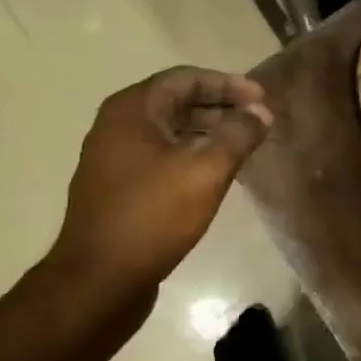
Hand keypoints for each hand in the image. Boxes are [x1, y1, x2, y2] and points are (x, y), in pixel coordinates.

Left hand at [47, 67, 272, 303]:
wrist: (98, 282)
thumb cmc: (151, 217)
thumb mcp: (204, 171)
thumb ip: (237, 135)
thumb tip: (260, 112)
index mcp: (131, 110)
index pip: (186, 78)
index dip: (228, 84)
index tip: (262, 99)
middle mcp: (117, 126)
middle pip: (177, 102)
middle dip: (221, 107)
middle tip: (259, 120)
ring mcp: (115, 159)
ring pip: (170, 131)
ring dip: (209, 132)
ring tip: (245, 145)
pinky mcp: (120, 188)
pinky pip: (162, 157)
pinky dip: (192, 155)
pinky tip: (218, 173)